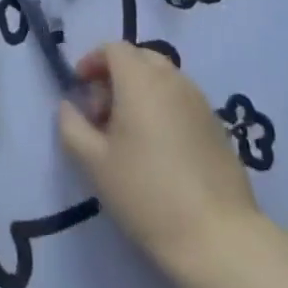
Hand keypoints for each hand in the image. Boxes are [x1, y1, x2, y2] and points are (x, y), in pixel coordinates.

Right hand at [58, 42, 265, 287]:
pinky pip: (181, 100)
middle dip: (115, 75)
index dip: (92, 61)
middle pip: (140, 58)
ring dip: (140, 91)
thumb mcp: (94, 163)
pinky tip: (157, 149)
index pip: (114, 48)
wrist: (218, 238)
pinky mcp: (217, 126)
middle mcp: (173, 80)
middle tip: (101, 113)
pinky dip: (163, 108)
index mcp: (141, 80)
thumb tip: (69, 106)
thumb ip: (72, 126)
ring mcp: (200, 102)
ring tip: (128, 134)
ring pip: (163, 79)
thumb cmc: (147, 194)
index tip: (80, 87)